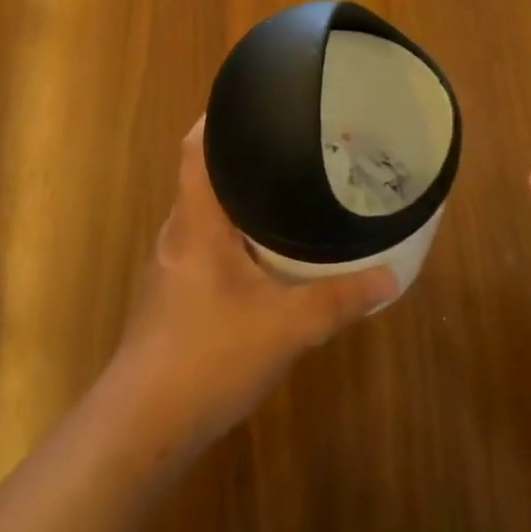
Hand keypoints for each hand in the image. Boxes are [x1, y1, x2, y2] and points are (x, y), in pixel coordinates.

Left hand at [113, 118, 396, 452]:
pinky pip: (202, 248)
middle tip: (288, 148)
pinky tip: (260, 259)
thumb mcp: (285, 328)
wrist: (140, 428)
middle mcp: (177, 234)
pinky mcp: (169, 298)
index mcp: (196, 223)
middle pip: (202, 179)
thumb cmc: (207, 356)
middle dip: (239, 160)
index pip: (195, 150)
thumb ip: (338, 300)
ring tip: (281, 194)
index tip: (250, 102)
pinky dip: (230, 239)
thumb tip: (390, 277)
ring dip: (235, 203)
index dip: (216, 119)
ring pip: (203, 217)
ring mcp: (168, 268)